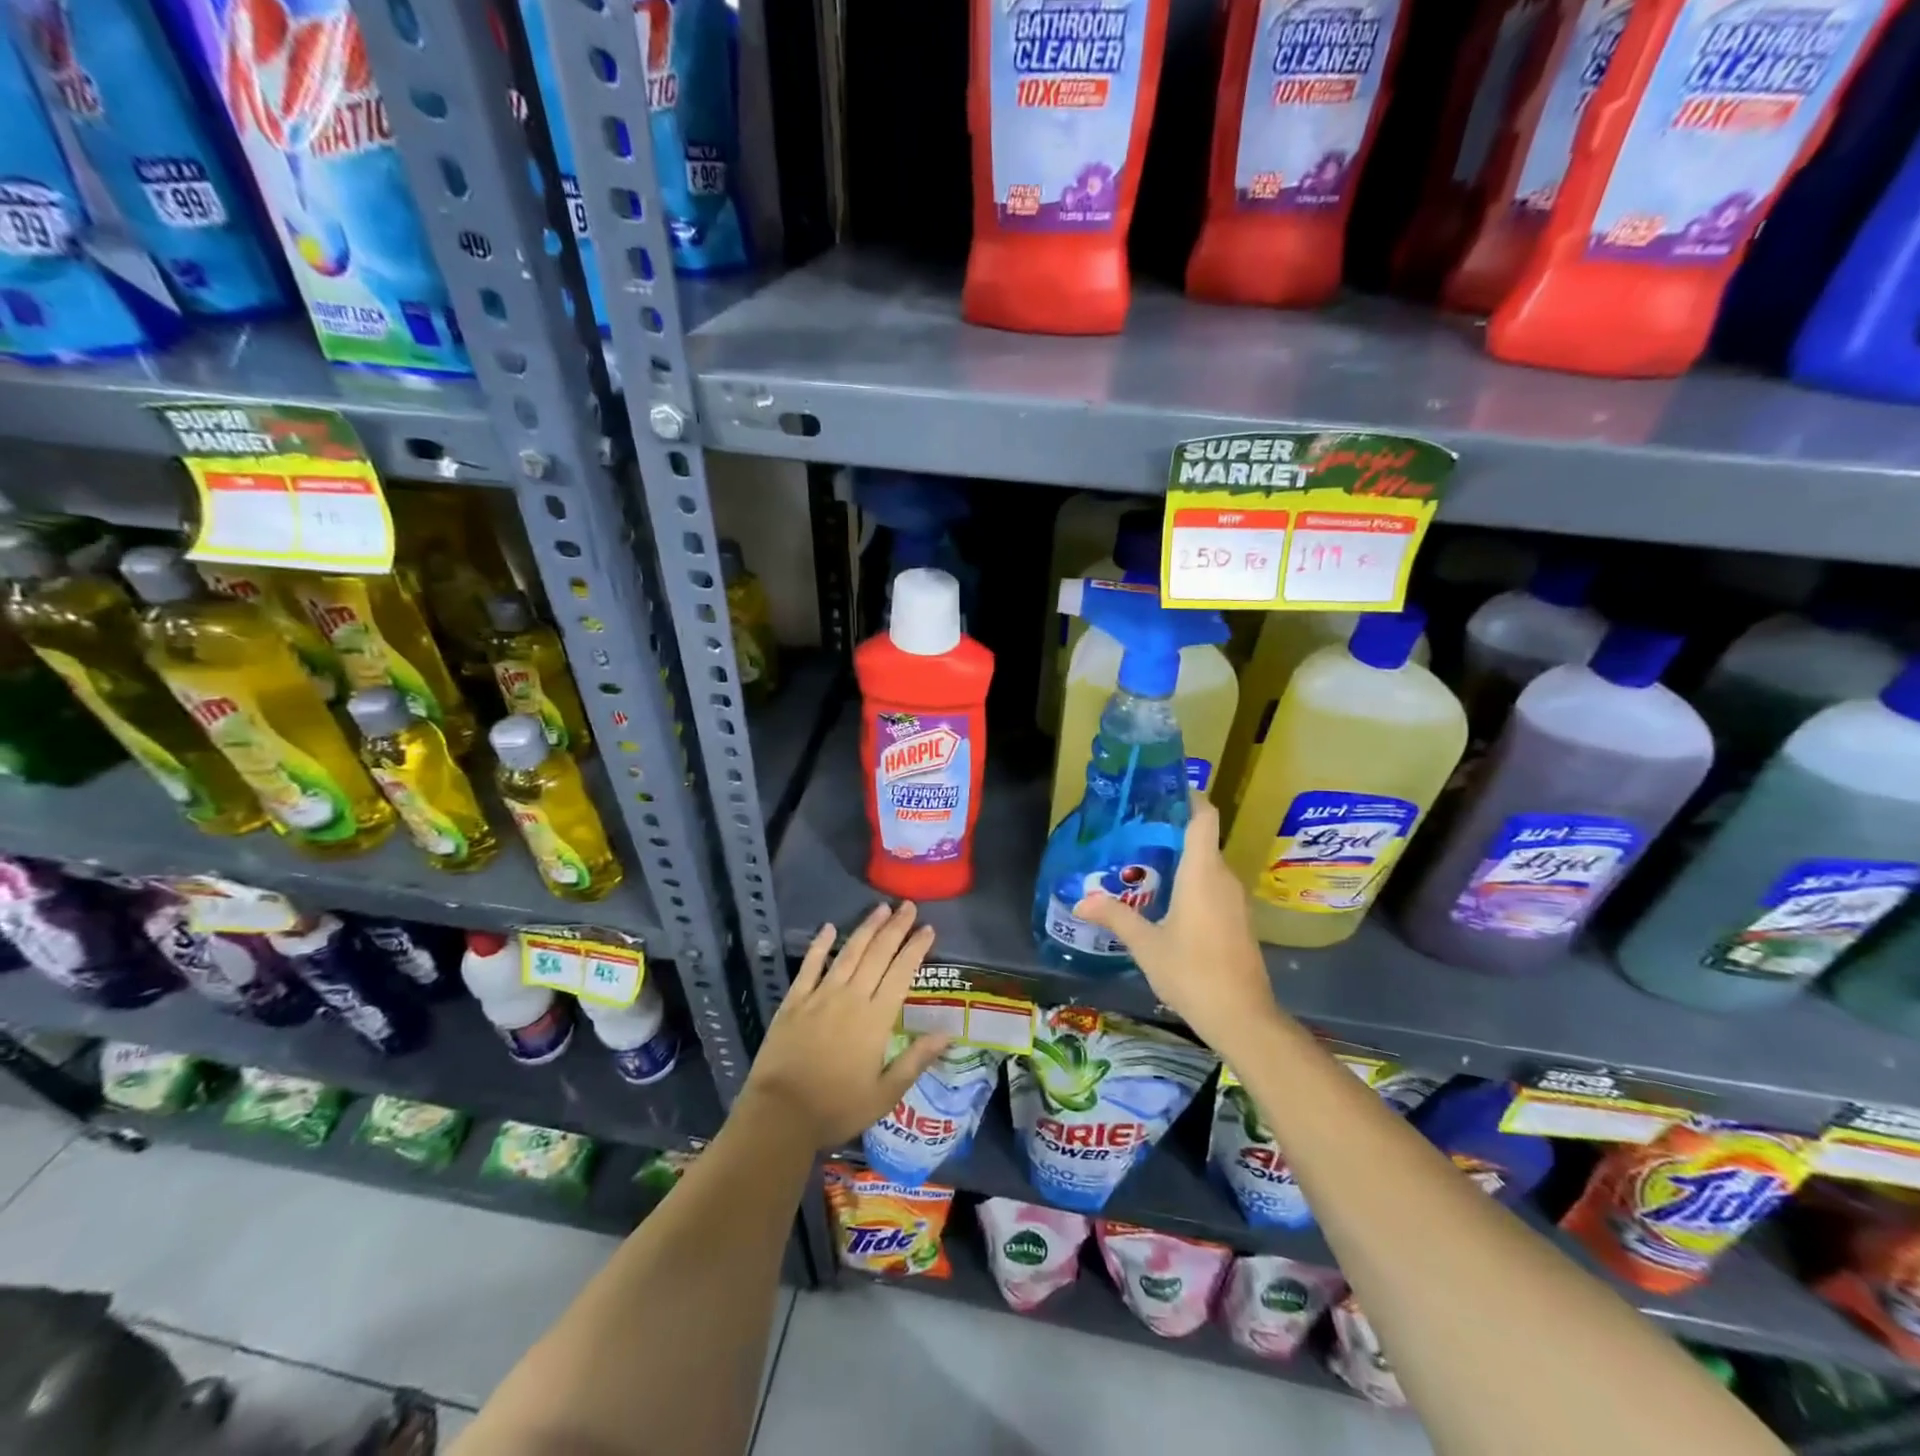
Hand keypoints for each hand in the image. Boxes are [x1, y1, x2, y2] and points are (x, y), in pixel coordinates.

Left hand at [739, 902, 952, 1150]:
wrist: (780, 1115)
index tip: (928, 929)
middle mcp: (851, 998)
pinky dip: (820, 945)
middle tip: (908, 905)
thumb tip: (947, 1033)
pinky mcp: (794, 1001)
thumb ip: (915, 1060)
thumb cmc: (837, 1108)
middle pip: (877, 954)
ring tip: (880, 909)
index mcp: (875, 1019)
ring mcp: (820, 996)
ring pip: (848, 953)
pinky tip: (829, 928)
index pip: (901, 973)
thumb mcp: (885, 1094)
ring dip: (866, 929)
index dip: (915, 948)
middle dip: (895, 928)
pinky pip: (809, 966)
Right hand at [1072, 792, 1278, 1054]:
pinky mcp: (1239, 920)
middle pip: (1202, 840)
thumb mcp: (1146, 944)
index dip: (1189, 798)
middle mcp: (1224, 878)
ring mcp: (1236, 900)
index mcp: (1202, 873)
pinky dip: (1192, 882)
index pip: (1203, 818)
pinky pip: (1214, 887)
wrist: (1241, 1017)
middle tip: (1135, 832)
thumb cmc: (1192, 972)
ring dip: (1181, 860)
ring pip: (1208, 865)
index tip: (1163, 792)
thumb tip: (1081, 900)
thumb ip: (1115, 917)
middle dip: (1172, 832)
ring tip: (1144, 863)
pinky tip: (1167, 900)